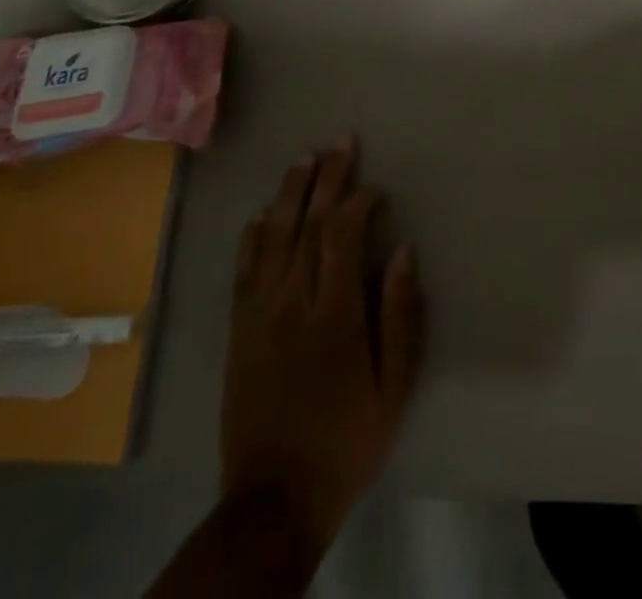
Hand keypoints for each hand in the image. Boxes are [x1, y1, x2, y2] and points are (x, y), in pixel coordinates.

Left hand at [221, 137, 423, 544]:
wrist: (273, 500)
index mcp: (333, 314)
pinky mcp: (237, 330)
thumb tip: (404, 251)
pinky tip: (262, 214)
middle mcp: (290, 303)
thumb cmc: (347, 439)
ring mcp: (257, 315)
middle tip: (339, 142)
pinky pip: (243, 270)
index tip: (375, 187)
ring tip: (303, 159)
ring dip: (289, 194)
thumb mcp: (393, 386)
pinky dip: (253, 236)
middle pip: (306, 225)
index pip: (341, 236)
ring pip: (271, 238)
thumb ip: (399, 314)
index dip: (357, 201)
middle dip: (325, 178)